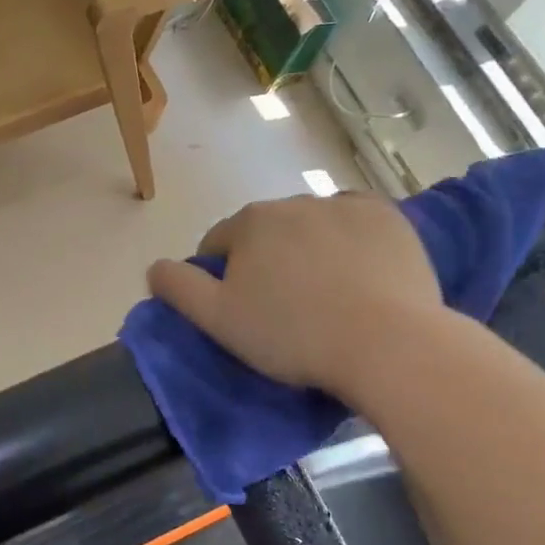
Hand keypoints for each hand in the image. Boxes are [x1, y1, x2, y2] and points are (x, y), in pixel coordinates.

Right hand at [146, 193, 442, 401]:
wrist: (386, 343)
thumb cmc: (292, 334)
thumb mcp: (217, 320)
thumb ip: (178, 288)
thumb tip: (154, 266)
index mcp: (250, 222)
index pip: (218, 244)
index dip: (222, 278)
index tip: (240, 311)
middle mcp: (295, 201)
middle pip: (266, 233)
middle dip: (266, 261)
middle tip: (283, 308)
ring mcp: (346, 205)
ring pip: (311, 226)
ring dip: (308, 250)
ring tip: (325, 295)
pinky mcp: (389, 217)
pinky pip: (356, 224)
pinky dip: (350, 242)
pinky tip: (358, 274)